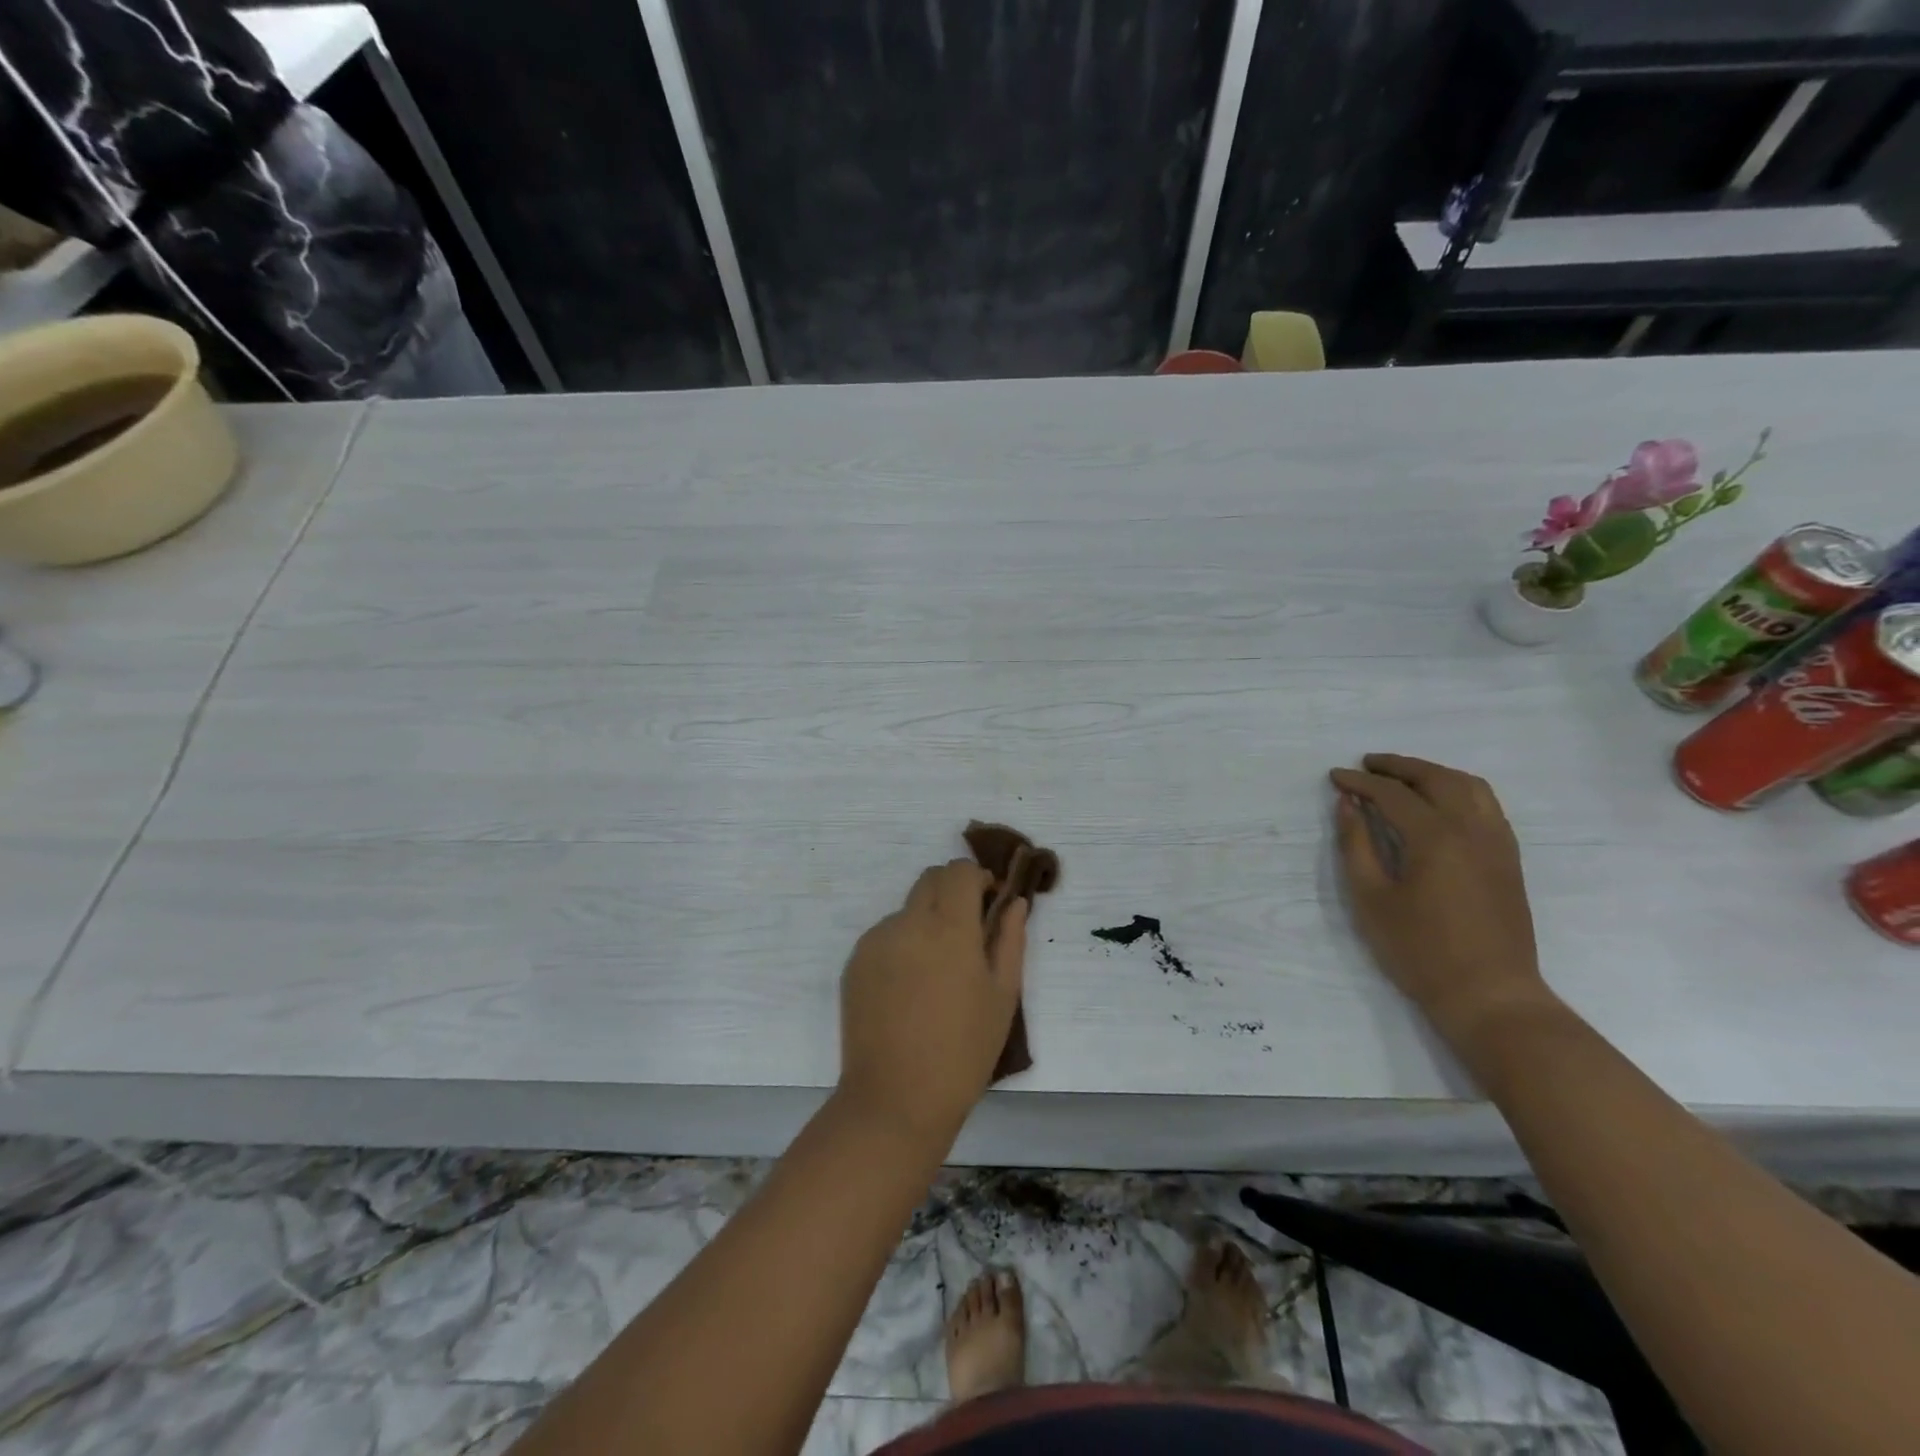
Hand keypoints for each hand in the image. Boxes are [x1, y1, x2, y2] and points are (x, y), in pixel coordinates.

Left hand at [837, 860, 1028, 1147]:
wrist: (896, 1098)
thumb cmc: (964, 1051)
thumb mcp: (1002, 995)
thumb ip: (1009, 939)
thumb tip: (1014, 902)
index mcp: (949, 927)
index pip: (959, 871)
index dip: (977, 879)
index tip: (988, 905)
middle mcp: (908, 922)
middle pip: (931, 880)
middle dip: (952, 892)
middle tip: (967, 934)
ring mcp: (876, 941)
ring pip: (907, 909)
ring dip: (926, 921)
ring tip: (936, 975)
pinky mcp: (855, 962)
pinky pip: (885, 936)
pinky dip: (903, 945)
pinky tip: (909, 990)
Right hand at [1330, 755, 1556, 1051]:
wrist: (1490, 995)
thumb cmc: (1420, 950)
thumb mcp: (1371, 899)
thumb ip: (1356, 846)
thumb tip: (1348, 805)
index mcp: (1436, 838)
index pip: (1393, 794)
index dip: (1361, 782)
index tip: (1335, 776)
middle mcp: (1472, 829)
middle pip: (1436, 778)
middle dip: (1398, 766)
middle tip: (1366, 765)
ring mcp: (1498, 843)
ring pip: (1470, 786)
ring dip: (1433, 772)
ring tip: (1403, 776)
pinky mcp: (1509, 859)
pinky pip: (1487, 806)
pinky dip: (1459, 790)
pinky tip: (1441, 804)